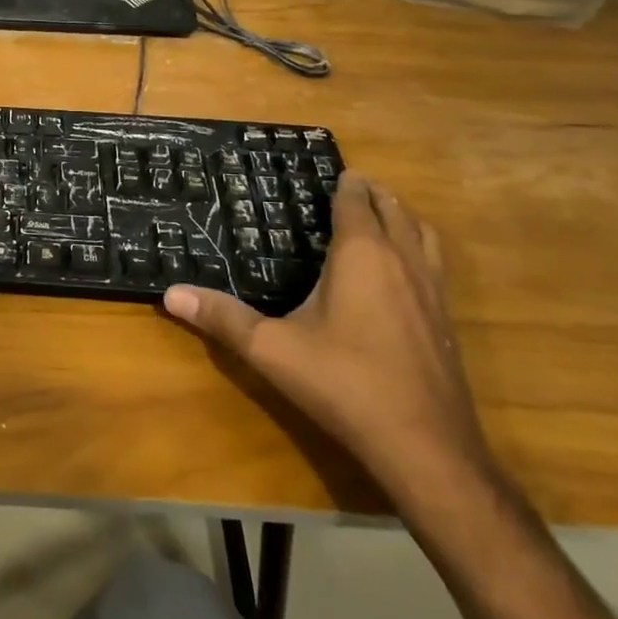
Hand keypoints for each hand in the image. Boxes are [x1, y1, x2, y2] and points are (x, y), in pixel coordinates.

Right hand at [163, 172, 493, 507]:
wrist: (426, 448)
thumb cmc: (344, 384)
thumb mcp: (271, 349)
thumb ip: (222, 318)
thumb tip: (170, 294)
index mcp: (362, 255)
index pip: (357, 202)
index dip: (346, 183)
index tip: (332, 170)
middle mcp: (403, 262)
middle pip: (395, 211)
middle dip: (374, 194)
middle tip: (350, 186)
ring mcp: (432, 292)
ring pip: (424, 235)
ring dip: (403, 218)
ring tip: (380, 217)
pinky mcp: (447, 323)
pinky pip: (435, 266)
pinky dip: (419, 250)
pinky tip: (400, 276)